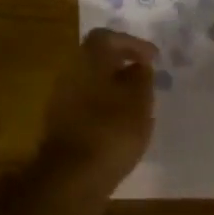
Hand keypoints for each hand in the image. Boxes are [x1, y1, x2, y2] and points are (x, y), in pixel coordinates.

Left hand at [38, 29, 158, 191]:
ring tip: (137, 103)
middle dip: (122, 65)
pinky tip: (120, 124)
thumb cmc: (111, 130)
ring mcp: (61, 97)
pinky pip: (86, 103)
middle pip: (97, 58)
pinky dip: (104, 106)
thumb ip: (142, 78)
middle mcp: (71, 70)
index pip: (108, 37)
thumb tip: (139, 66)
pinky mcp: (60, 123)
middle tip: (145, 77)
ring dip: (113, 87)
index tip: (153, 58)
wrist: (71, 177)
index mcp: (88, 57)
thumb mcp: (139, 101)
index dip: (132, 44)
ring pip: (91, 81)